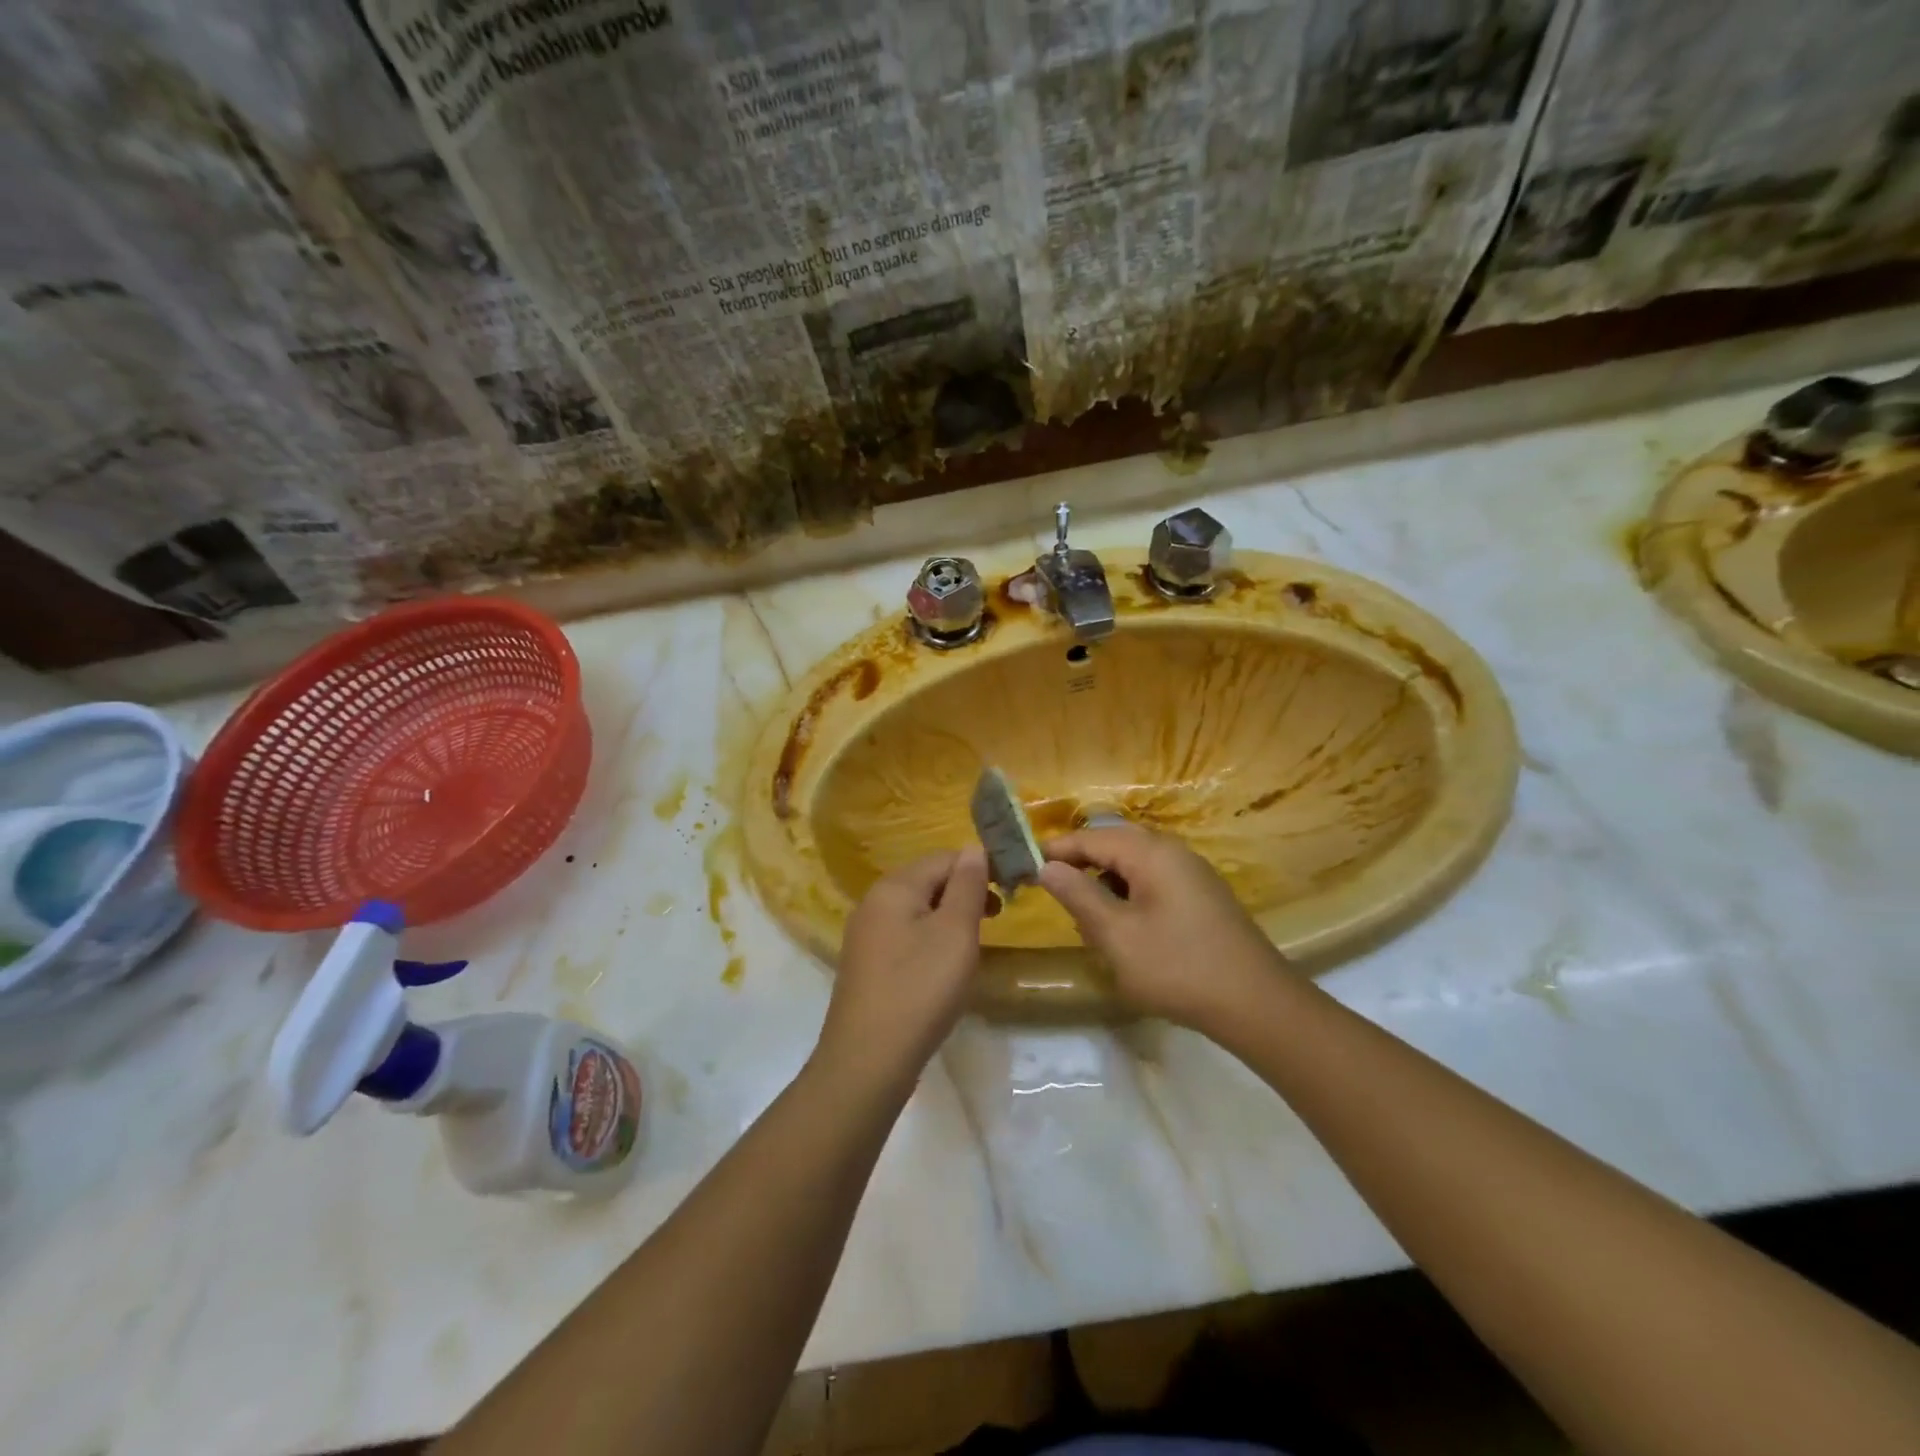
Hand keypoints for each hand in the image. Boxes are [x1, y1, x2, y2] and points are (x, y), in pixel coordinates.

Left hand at [817, 848, 991, 1088]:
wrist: (868, 1060)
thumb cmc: (920, 989)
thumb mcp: (955, 933)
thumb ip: (967, 886)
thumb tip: (974, 849)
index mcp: (894, 886)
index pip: (943, 857)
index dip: (979, 866)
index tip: (1009, 889)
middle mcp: (874, 902)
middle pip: (927, 880)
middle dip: (964, 891)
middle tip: (996, 917)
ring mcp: (866, 934)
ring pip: (917, 909)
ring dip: (949, 917)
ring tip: (974, 942)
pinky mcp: (866, 964)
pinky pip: (905, 934)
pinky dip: (930, 939)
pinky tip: (943, 966)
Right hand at [1038, 826, 1287, 1029]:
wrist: (1256, 1004)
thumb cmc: (1177, 967)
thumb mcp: (1116, 935)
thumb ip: (1078, 896)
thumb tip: (1048, 867)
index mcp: (1151, 853)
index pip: (1091, 837)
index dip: (1057, 849)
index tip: (1025, 865)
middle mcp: (1172, 852)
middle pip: (1114, 843)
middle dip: (1081, 863)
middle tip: (1052, 888)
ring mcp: (1191, 874)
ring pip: (1133, 863)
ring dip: (1104, 880)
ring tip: (1084, 913)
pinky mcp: (1201, 897)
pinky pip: (1152, 880)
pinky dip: (1128, 893)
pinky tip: (1122, 925)